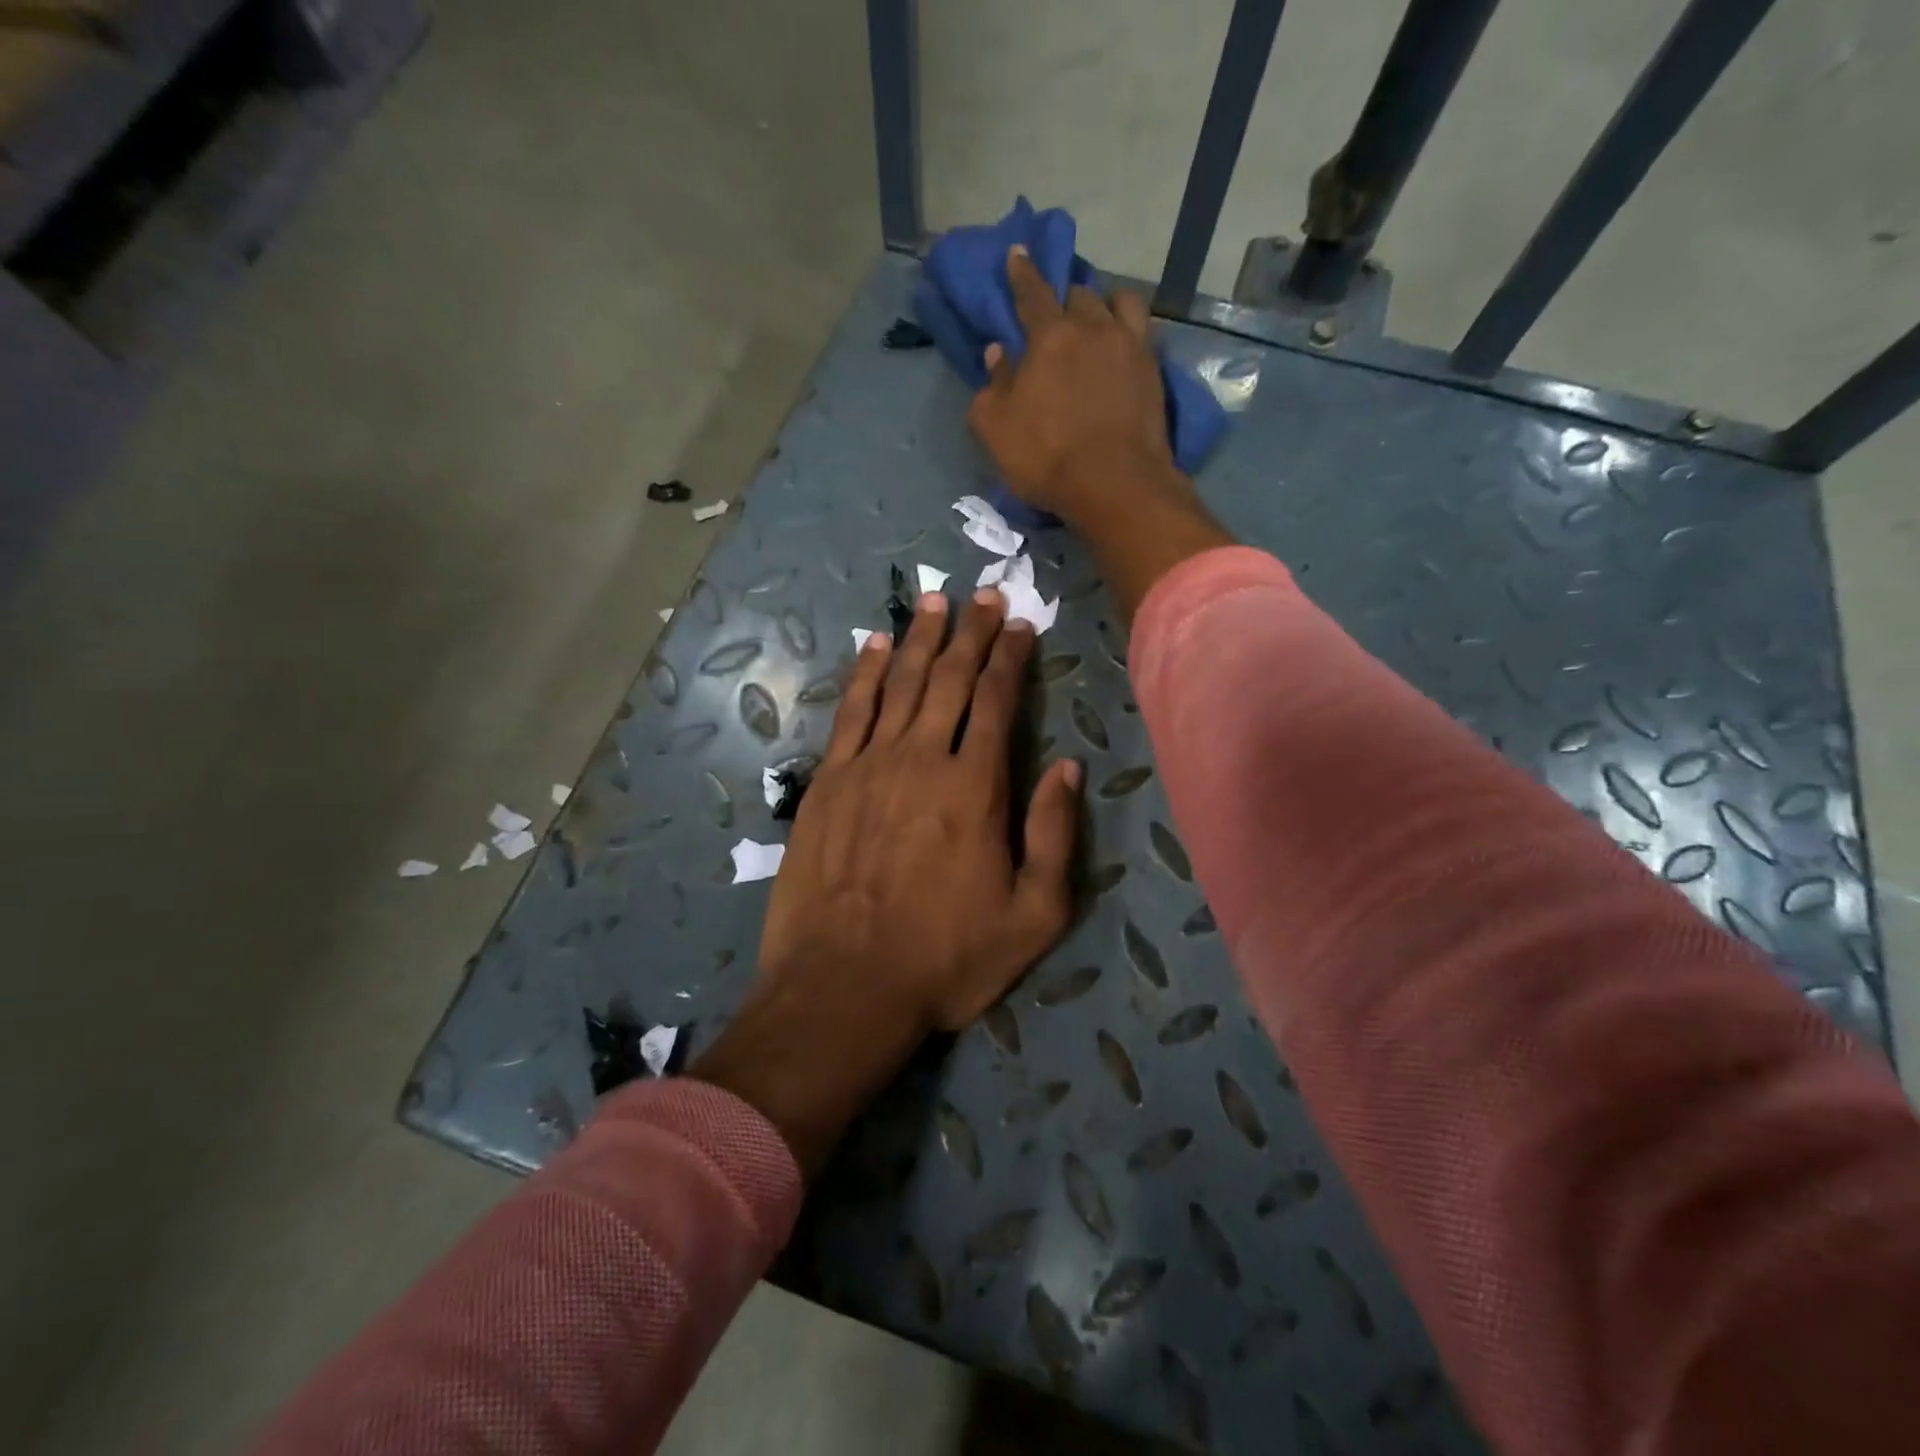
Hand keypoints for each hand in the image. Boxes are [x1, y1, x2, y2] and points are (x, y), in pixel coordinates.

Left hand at [692, 591, 1081, 1172]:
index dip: (1012, 658)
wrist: (843, 988)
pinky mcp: (827, 782)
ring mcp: (868, 767)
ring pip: (900, 684)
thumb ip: (1055, 835)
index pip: (999, 702)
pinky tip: (874, 646)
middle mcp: (922, 760)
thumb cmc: (946, 959)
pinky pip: (850, 712)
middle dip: (972, 633)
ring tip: (936, 601)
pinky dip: (864, 673)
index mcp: (976, 788)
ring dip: (921, 639)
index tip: (1022, 625)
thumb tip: (1068, 766)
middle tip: (985, 596)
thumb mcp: (1032, 916)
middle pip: (950, 680)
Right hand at [967, 245, 1234, 625]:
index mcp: (1049, 337)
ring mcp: (1130, 347)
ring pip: (1119, 303)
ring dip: (1104, 305)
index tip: (1018, 251)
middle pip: (1078, 295)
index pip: (1032, 292)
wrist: (1115, 485)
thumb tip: (997, 354)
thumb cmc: (1046, 457)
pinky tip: (1123, 345)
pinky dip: (1130, 330)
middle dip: (1064, 297)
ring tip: (1098, 319)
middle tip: (1057, 311)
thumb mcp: (996, 429)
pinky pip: (1143, 332)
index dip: (1021, 271)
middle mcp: (1093, 329)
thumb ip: (990, 387)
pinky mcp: (1154, 371)